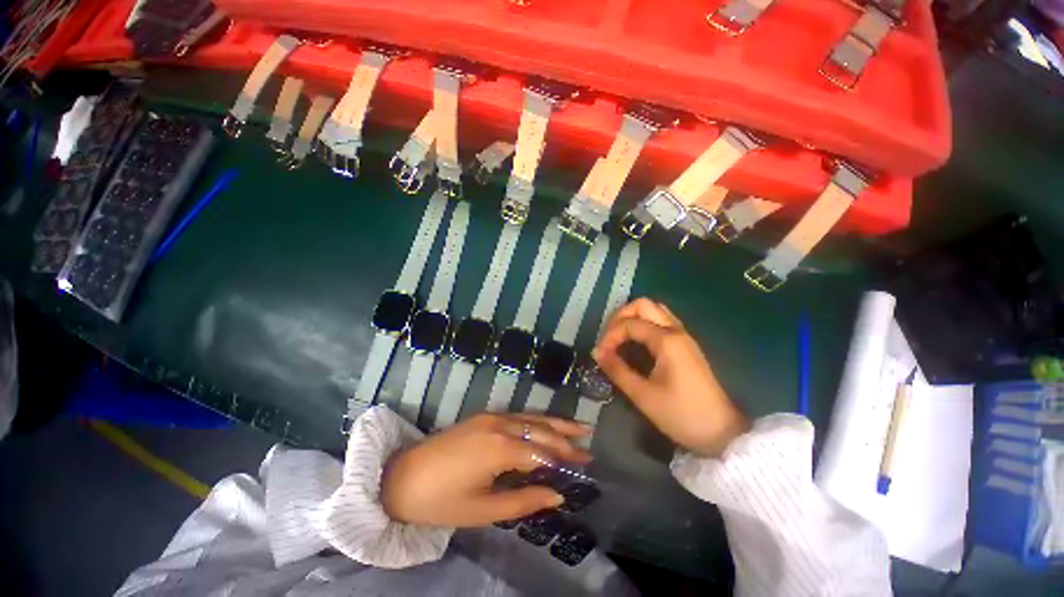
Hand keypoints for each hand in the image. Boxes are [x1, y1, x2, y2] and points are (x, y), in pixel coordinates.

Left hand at [381, 413, 591, 527]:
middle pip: (540, 430)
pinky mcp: (484, 416)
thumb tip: (557, 495)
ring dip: (555, 423)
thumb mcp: (482, 510)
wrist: (400, 476)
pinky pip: (518, 416)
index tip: (586, 464)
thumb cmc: (440, 501)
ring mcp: (491, 417)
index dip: (565, 459)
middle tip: (588, 445)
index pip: (542, 453)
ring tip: (578, 427)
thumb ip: (523, 501)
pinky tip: (546, 425)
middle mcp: (500, 425)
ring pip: (531, 418)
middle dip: (565, 438)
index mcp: (500, 449)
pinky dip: (536, 421)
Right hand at [594, 298, 748, 457]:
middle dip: (621, 316)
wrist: (721, 433)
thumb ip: (617, 370)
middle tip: (609, 337)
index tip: (600, 354)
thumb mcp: (643, 395)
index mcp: (667, 340)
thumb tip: (597, 353)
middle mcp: (676, 331)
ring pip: (655, 310)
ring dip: (633, 318)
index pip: (630, 324)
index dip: (610, 336)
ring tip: (619, 337)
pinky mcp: (686, 345)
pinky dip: (645, 324)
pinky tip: (636, 343)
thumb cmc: (681, 414)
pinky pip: (662, 322)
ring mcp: (684, 336)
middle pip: (644, 305)